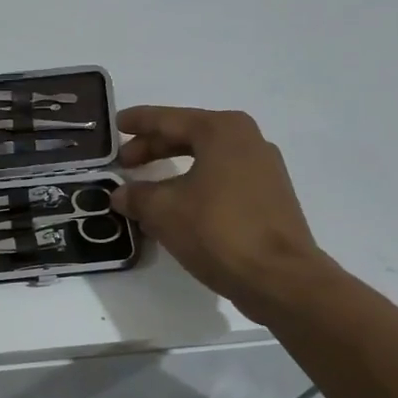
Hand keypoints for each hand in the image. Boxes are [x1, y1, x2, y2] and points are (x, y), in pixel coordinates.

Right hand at [111, 106, 327, 319]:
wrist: (281, 278)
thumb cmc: (218, 230)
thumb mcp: (164, 211)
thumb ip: (137, 195)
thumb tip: (121, 194)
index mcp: (222, 130)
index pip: (169, 119)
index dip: (138, 122)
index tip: (116, 124)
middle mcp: (247, 140)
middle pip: (189, 135)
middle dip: (154, 147)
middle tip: (125, 162)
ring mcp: (264, 169)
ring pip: (207, 158)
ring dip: (174, 168)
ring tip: (147, 187)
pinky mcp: (270, 197)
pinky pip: (223, 178)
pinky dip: (196, 184)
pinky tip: (178, 206)